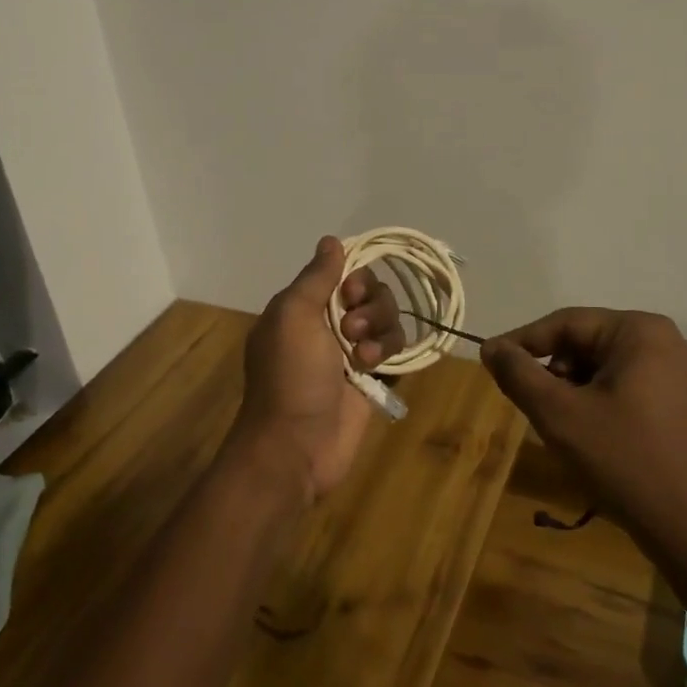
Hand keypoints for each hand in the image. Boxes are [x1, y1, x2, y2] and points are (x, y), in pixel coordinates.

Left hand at [234, 237, 404, 502]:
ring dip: (380, 331)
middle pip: (371, 294)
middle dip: (370, 306)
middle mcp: (328, 325)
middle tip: (351, 329)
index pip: (343, 273)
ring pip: (387, 321)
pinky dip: (389, 353)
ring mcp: (351, 353)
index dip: (355, 278)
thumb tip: (331, 240)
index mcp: (303, 307)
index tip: (350, 293)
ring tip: (362, 356)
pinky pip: (395, 351)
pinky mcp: (372, 379)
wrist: (296, 446)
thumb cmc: (290, 376)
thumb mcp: (293, 316)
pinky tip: (373, 370)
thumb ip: (316, 277)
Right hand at [481, 309, 686, 594]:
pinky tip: (586, 438)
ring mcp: (672, 372)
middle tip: (529, 407)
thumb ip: (519, 374)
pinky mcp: (674, 402)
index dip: (522, 342)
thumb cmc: (625, 462)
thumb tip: (491, 348)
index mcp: (639, 331)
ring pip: (598, 368)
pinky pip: (619, 387)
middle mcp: (660, 341)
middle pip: (582, 344)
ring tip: (559, 429)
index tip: (489, 363)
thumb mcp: (560, 415)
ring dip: (569, 392)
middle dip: (551, 373)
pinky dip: (593, 404)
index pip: (565, 323)